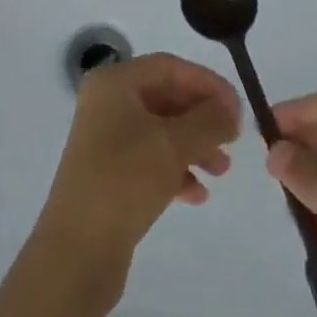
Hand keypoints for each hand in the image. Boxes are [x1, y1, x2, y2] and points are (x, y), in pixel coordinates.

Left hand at [37, 52, 240, 263]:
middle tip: (233, 140)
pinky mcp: (110, 174)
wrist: (78, 249)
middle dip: (202, 117)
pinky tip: (198, 195)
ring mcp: (106, 139)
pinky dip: (176, 170)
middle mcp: (107, 104)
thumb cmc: (125, 180)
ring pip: (160, 131)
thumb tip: (231, 110)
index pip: (168, 67)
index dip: (206, 83)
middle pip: (165, 97)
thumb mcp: (173, 145)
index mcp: (114, 83)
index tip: (238, 108)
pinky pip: (150, 160)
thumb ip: (208, 121)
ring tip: (222, 171)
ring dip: (194, 146)